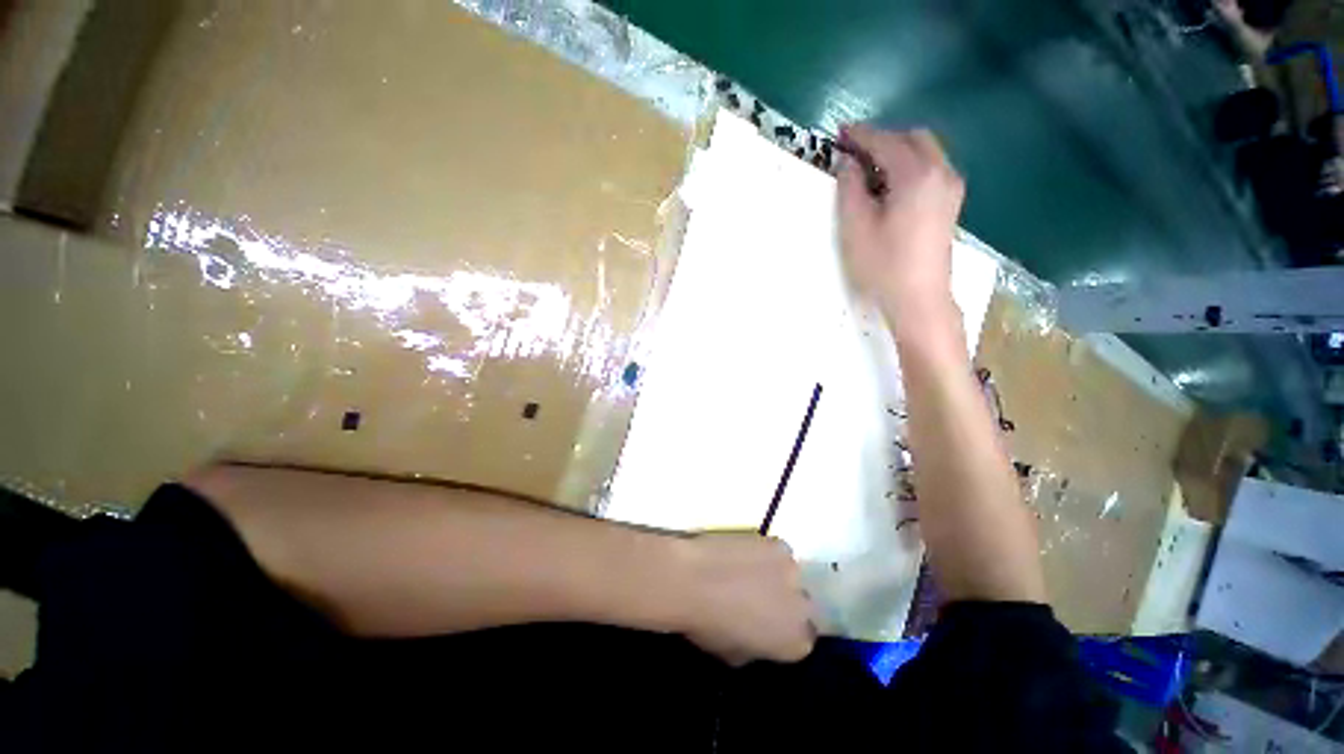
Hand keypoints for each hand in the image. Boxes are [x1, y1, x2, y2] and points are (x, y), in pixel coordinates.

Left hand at [674, 534, 816, 665]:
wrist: (691, 579)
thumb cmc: (707, 624)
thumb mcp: (734, 654)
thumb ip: (758, 647)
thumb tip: (758, 635)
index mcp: (795, 642)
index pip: (803, 638)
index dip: (784, 631)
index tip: (767, 625)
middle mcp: (803, 608)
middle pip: (803, 605)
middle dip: (786, 603)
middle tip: (760, 598)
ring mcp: (793, 571)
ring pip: (792, 574)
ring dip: (778, 575)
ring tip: (750, 572)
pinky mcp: (778, 544)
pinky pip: (779, 551)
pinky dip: (767, 553)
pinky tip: (746, 553)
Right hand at [837, 125, 964, 334]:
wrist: (919, 298)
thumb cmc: (883, 264)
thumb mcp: (855, 227)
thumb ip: (849, 188)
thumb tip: (847, 162)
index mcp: (916, 175)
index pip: (886, 142)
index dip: (861, 136)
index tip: (840, 132)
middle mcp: (941, 172)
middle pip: (913, 138)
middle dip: (883, 139)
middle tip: (854, 151)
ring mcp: (950, 188)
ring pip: (925, 152)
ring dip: (897, 151)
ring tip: (869, 168)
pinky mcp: (950, 203)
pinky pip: (931, 169)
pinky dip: (909, 166)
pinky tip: (890, 185)